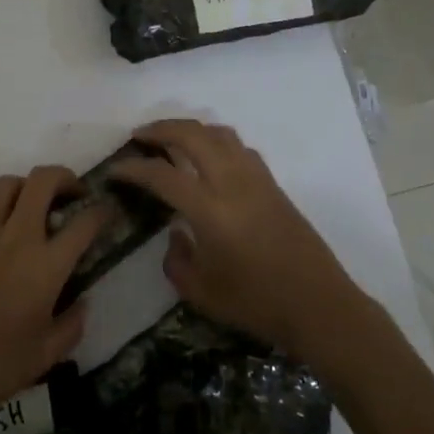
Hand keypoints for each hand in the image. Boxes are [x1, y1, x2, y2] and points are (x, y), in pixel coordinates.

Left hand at [0, 166, 107, 430]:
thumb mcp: (48, 355)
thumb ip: (73, 325)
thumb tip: (83, 302)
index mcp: (46, 267)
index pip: (84, 223)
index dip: (101, 212)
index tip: (106, 212)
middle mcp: (17, 239)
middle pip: (43, 181)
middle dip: (64, 177)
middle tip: (72, 194)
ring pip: (8, 185)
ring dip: (27, 187)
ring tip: (33, 206)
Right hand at [110, 120, 360, 355]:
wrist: (319, 305)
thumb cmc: (256, 304)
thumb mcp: (201, 292)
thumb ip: (176, 260)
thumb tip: (176, 234)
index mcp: (210, 211)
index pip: (163, 175)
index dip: (134, 168)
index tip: (115, 169)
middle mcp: (233, 183)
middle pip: (193, 136)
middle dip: (162, 129)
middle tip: (140, 136)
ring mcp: (257, 179)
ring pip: (220, 133)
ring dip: (191, 129)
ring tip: (172, 139)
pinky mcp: (273, 185)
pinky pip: (240, 147)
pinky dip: (217, 141)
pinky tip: (210, 158)